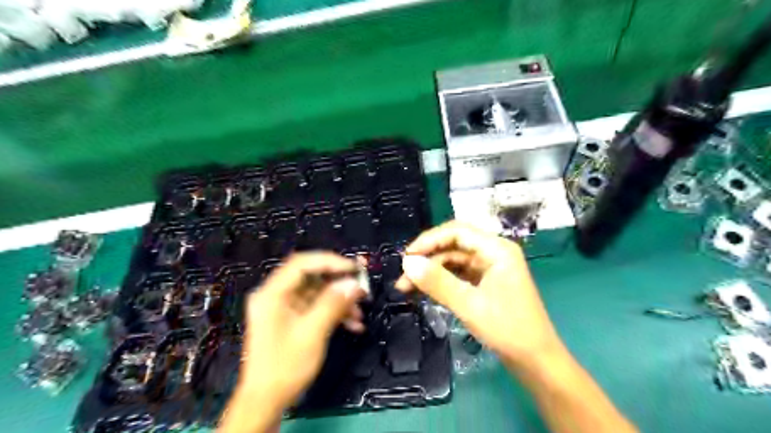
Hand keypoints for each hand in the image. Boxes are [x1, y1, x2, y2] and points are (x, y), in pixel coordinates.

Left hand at [222, 253, 364, 431]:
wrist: (265, 402)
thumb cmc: (285, 366)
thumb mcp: (312, 333)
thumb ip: (333, 304)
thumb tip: (353, 283)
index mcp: (272, 293)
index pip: (302, 263)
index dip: (330, 261)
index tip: (355, 269)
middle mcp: (276, 296)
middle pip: (312, 277)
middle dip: (339, 284)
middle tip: (362, 289)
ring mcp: (284, 308)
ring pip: (317, 293)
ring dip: (340, 301)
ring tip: (360, 313)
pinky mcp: (292, 320)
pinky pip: (316, 308)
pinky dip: (334, 313)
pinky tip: (353, 324)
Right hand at [394, 222, 564, 369]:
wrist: (536, 361)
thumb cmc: (508, 330)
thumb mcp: (469, 305)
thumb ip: (437, 282)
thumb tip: (407, 263)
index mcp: (496, 249)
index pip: (456, 232)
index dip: (428, 240)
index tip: (406, 257)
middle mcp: (493, 253)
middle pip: (453, 245)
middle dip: (427, 258)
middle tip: (403, 276)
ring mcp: (490, 268)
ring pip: (453, 261)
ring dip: (431, 271)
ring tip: (407, 287)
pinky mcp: (486, 282)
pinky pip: (459, 274)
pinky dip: (441, 281)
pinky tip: (425, 290)